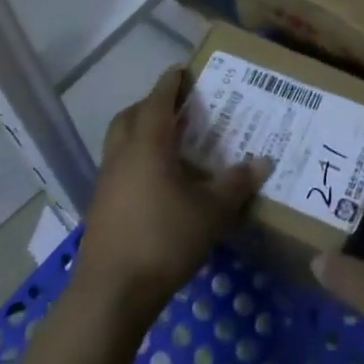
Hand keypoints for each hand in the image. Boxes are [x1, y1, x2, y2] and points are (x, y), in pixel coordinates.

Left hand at [72, 67, 269, 321]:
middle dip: (152, 105)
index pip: (158, 100)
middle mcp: (123, 154)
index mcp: (148, 143)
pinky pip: (118, 167)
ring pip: (120, 141)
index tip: (183, 70)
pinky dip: (135, 161)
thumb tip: (263, 162)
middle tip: (178, 108)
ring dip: (140, 132)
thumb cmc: (164, 239)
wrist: (112, 292)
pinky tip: (157, 183)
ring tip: (170, 144)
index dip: (171, 82)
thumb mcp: (211, 212)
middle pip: (131, 115)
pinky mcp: (100, 206)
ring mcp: (106, 180)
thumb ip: (236, 184)